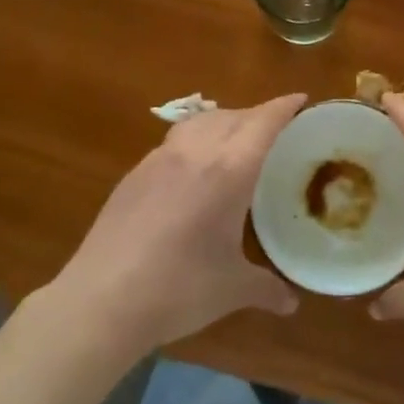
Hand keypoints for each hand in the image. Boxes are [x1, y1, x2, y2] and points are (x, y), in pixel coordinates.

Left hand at [58, 94, 306, 354]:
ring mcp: (159, 160)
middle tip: (276, 130)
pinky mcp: (134, 174)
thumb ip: (266, 288)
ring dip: (224, 121)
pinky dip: (195, 141)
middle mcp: (196, 153)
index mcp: (230, 171)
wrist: (101, 301)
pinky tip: (193, 171)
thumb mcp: (232, 289)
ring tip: (235, 141)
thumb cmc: (179, 289)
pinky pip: (174, 142)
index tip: (302, 100)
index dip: (285, 106)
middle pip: (233, 115)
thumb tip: (291, 303)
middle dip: (258, 115)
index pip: (264, 122)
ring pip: (200, 122)